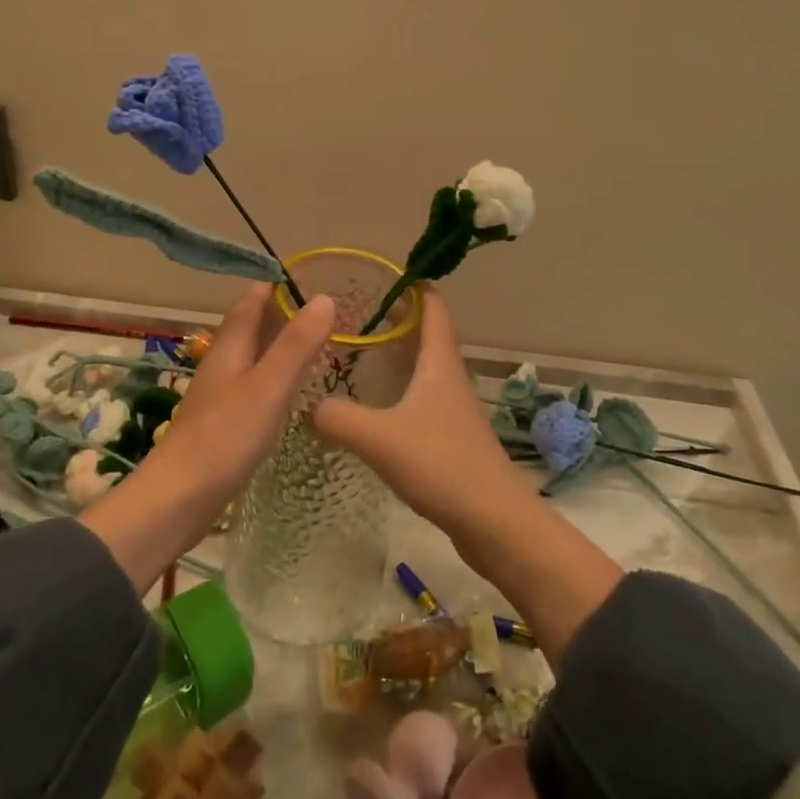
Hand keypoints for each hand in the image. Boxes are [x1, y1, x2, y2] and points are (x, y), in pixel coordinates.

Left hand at [81, 285, 334, 593]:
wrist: (178, 499)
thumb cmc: (225, 436)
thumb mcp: (269, 386)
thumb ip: (297, 344)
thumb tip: (325, 298)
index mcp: (230, 345)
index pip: (253, 299)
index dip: (279, 284)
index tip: (316, 278)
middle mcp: (224, 362)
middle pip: (254, 325)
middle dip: (286, 313)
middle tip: (330, 313)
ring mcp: (222, 393)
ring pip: (256, 356)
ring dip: (284, 345)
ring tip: (322, 346)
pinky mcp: (225, 421)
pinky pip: (256, 385)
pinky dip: (278, 377)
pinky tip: (297, 392)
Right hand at [308, 292, 531, 536]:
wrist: (494, 522)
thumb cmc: (442, 465)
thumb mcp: (381, 438)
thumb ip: (339, 418)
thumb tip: (305, 406)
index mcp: (439, 361)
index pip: (432, 304)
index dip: (410, 284)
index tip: (376, 275)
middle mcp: (448, 375)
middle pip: (424, 332)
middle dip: (392, 317)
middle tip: (351, 313)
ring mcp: (451, 406)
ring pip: (421, 365)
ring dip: (394, 353)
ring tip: (354, 352)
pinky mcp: (448, 435)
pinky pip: (419, 396)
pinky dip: (396, 387)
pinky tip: (371, 405)